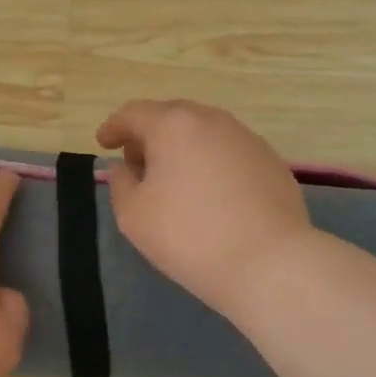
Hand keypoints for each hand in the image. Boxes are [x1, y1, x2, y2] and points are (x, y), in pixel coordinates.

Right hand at [96, 99, 314, 318]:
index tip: (103, 143)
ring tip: (172, 181)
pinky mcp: (272, 162)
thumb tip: (123, 168)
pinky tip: (209, 195)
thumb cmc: (188, 236)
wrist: (268, 262)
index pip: (134, 114)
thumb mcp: (134, 215)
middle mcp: (213, 121)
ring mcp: (248, 139)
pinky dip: (210, 164)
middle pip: (172, 118)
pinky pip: (229, 153)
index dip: (113, 127)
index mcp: (174, 125)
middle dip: (149, 136)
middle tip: (136, 164)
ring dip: (182, 149)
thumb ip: (120, 184)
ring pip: (204, 134)